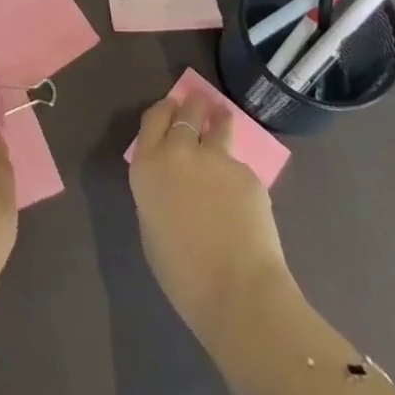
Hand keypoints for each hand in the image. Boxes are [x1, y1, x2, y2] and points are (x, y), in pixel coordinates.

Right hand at [128, 95, 297, 353]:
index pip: (152, 119)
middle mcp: (178, 151)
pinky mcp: (246, 172)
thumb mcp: (152, 228)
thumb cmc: (184, 275)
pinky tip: (243, 192)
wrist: (238, 292)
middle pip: (185, 112)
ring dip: (218, 117)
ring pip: (217, 124)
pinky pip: (238, 165)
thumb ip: (157, 193)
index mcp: (147, 166)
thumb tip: (170, 183)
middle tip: (198, 103)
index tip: (171, 107)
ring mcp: (215, 157)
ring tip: (223, 116)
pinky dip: (237, 172)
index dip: (163, 110)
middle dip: (192, 105)